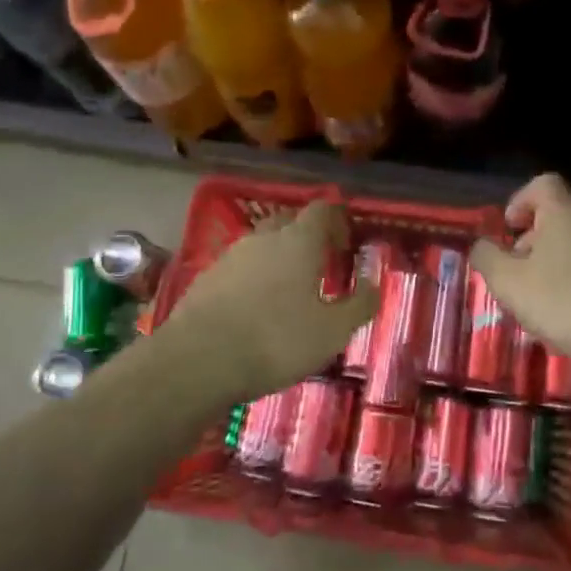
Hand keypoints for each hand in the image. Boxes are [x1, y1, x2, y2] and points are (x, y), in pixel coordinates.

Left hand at [161, 200, 376, 401]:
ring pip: (261, 245)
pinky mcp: (206, 278)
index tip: (346, 244)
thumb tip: (373, 284)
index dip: (337, 220)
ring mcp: (230, 255)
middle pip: (289, 222)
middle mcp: (263, 238)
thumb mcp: (332, 331)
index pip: (322, 209)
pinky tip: (256, 308)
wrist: (197, 361)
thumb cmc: (276, 341)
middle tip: (320, 266)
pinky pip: (239, 268)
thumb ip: (359, 304)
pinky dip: (253, 279)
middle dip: (307, 237)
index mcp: (299, 241)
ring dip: (278, 258)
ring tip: (289, 291)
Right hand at [471, 174, 570, 373]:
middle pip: (561, 215)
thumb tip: (482, 246)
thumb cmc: (558, 300)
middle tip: (520, 269)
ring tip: (543, 296)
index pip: (543, 184)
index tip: (510, 228)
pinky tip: (570, 310)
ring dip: (558, 260)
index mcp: (564, 212)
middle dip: (536, 237)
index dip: (521, 200)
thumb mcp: (506, 280)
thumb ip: (486, 256)